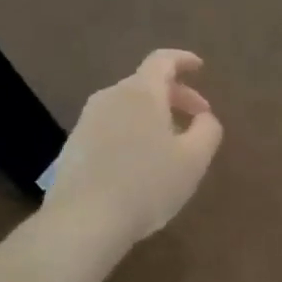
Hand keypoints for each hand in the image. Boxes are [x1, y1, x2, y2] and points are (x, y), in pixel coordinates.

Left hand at [41, 50, 222, 246]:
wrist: (83, 221)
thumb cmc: (147, 184)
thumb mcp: (194, 159)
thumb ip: (207, 130)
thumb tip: (204, 117)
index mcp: (141, 93)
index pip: (162, 60)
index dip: (183, 60)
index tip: (200, 67)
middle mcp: (110, 98)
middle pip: (146, 84)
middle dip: (176, 96)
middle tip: (198, 117)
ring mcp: (87, 122)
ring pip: (127, 107)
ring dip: (153, 116)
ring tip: (171, 144)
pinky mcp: (73, 147)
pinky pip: (111, 127)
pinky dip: (132, 133)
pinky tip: (141, 164)